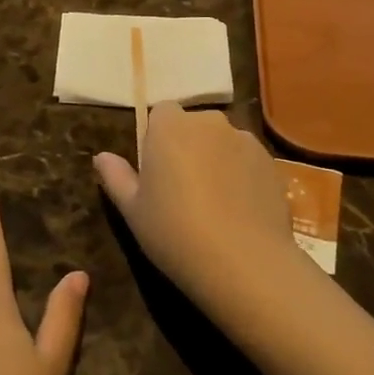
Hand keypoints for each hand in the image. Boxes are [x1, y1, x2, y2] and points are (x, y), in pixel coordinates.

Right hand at [94, 104, 310, 333]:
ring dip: (216, 160)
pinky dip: (241, 176)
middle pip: (194, 125)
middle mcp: (209, 122)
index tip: (156, 171)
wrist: (243, 261)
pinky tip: (238, 212)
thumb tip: (101, 156)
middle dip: (188, 147)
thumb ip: (116, 177)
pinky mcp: (272, 163)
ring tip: (214, 204)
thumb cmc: (174, 231)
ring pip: (223, 143)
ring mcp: (245, 140)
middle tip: (181, 190)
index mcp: (170, 126)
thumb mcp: (133, 210)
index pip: (160, 113)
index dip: (157, 139)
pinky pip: (247, 161)